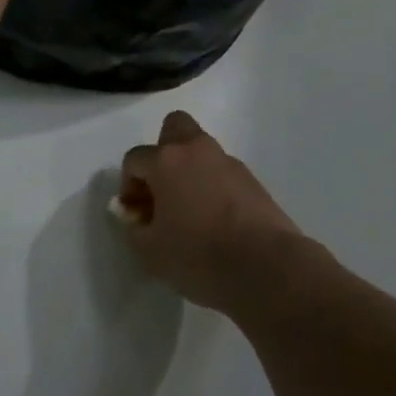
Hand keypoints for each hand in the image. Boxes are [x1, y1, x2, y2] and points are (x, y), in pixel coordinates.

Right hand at [109, 111, 304, 311]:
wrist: (267, 267)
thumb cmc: (199, 256)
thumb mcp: (150, 252)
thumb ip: (133, 229)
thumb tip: (134, 216)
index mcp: (166, 160)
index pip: (135, 159)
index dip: (129, 185)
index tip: (137, 216)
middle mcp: (196, 150)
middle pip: (174, 127)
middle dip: (163, 152)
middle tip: (163, 189)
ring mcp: (228, 162)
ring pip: (201, 151)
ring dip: (190, 171)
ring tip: (191, 212)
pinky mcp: (252, 180)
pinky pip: (222, 173)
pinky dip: (214, 186)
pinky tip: (216, 221)